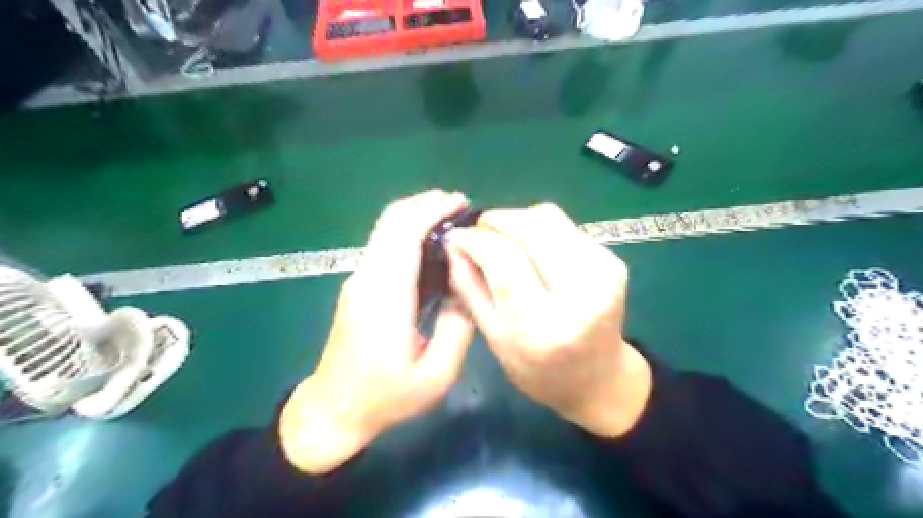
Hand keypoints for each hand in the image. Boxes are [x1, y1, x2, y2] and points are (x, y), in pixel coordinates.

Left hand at [281, 190, 475, 472]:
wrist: (333, 408)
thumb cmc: (386, 397)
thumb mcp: (435, 375)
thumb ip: (457, 328)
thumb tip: (467, 287)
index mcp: (386, 296)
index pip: (404, 234)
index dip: (432, 210)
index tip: (461, 203)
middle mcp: (367, 278)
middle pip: (390, 221)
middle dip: (424, 204)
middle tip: (460, 204)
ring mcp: (359, 280)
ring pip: (385, 230)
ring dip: (416, 216)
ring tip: (451, 219)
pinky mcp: (359, 286)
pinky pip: (385, 246)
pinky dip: (408, 232)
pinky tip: (432, 245)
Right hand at [445, 203, 648, 436]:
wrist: (598, 379)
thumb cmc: (537, 369)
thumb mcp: (493, 337)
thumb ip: (469, 287)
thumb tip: (454, 242)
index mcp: (542, 327)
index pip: (503, 260)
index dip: (475, 239)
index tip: (456, 236)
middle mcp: (580, 294)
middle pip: (531, 229)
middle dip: (496, 220)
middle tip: (478, 231)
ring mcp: (604, 273)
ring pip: (549, 218)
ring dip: (518, 221)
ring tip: (503, 240)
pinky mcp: (615, 261)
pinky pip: (565, 226)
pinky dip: (539, 230)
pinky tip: (532, 250)